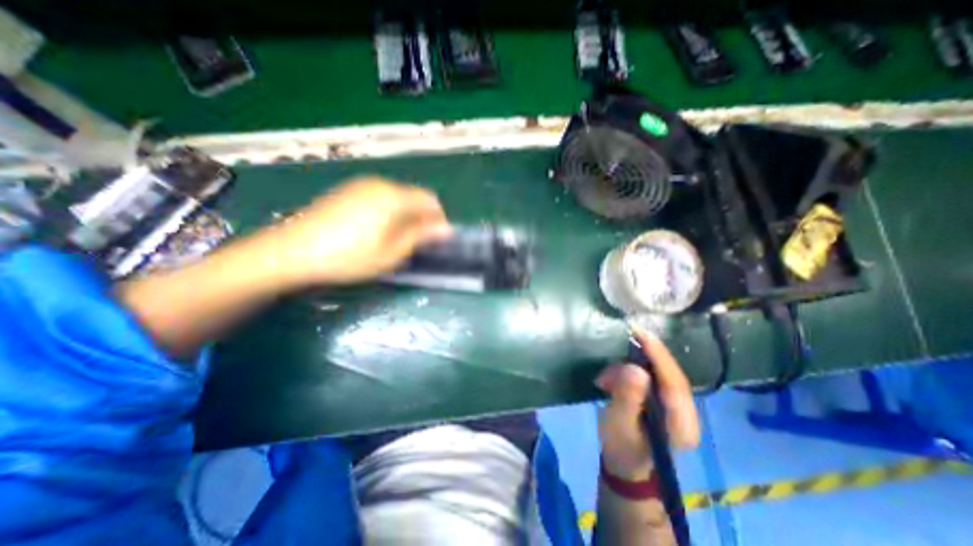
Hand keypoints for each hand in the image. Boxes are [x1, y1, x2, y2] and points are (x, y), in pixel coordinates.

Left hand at [263, 178, 451, 288]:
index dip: (438, 219)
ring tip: (396, 239)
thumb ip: (421, 236)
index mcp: (394, 197)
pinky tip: (375, 230)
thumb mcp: (391, 253)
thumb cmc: (349, 257)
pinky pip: (380, 197)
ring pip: (397, 196)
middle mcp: (380, 184)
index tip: (436, 240)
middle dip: (421, 218)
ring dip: (405, 215)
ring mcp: (361, 185)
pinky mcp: (347, 191)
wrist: (291, 251)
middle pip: (414, 196)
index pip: (430, 200)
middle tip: (416, 243)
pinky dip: (388, 211)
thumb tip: (445, 229)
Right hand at [593, 327, 700, 479]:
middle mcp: (687, 413)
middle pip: (668, 374)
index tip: (640, 333)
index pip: (674, 382)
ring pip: (657, 373)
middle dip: (642, 358)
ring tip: (605, 378)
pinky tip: (610, 380)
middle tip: (618, 345)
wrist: (624, 464)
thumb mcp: (619, 424)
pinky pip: (650, 377)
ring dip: (629, 368)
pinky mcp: (664, 400)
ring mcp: (676, 406)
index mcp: (682, 424)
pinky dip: (628, 373)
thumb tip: (635, 369)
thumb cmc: (621, 447)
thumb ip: (627, 398)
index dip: (659, 355)